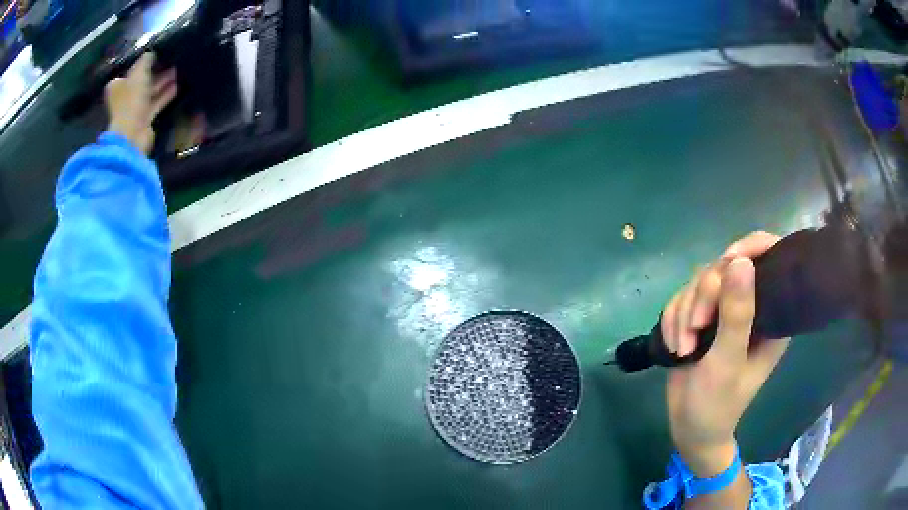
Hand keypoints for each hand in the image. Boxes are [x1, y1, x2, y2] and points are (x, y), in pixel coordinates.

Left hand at [105, 53, 177, 154]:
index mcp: (116, 86)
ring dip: (163, 82)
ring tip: (178, 71)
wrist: (132, 133)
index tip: (157, 54)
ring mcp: (133, 109)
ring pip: (150, 91)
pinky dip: (165, 95)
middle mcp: (123, 97)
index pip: (130, 70)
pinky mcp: (143, 119)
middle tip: (171, 60)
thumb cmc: (132, 99)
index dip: (143, 62)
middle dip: (156, 71)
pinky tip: (177, 86)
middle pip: (141, 81)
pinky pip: (156, 103)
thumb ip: (146, 59)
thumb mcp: (139, 71)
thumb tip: (152, 52)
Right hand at [662, 232, 789, 477]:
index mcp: (772, 312)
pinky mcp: (702, 318)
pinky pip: (682, 297)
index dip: (750, 248)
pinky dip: (673, 319)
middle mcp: (751, 305)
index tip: (727, 264)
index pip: (771, 257)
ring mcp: (725, 310)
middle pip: (725, 266)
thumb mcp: (727, 361)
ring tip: (682, 348)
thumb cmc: (718, 403)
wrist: (689, 429)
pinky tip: (674, 346)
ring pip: (699, 281)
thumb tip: (740, 261)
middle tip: (694, 332)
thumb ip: (736, 314)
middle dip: (703, 297)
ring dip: (684, 313)